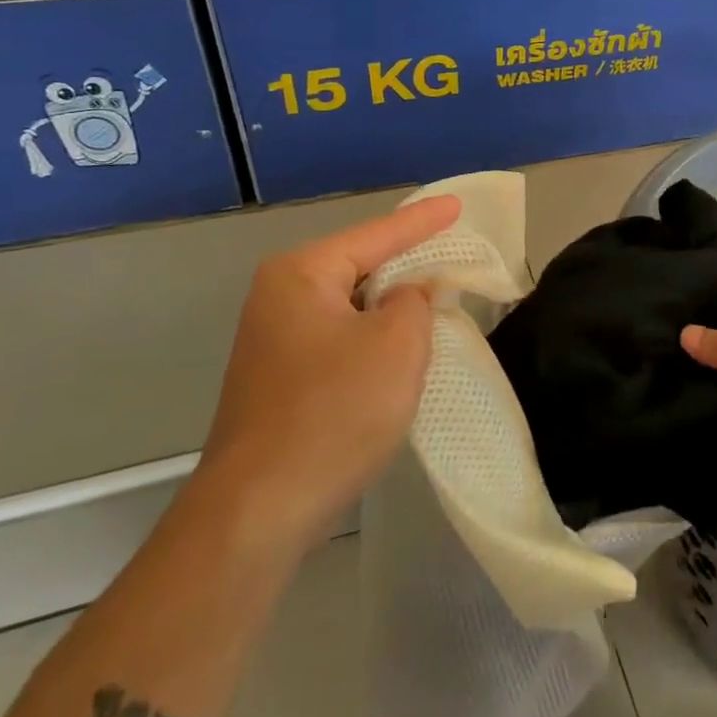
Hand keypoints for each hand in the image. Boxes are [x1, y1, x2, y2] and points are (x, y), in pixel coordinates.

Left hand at [198, 196, 461, 539]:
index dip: (423, 221)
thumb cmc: (334, 413)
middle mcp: (279, 298)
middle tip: (452, 257)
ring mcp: (274, 341)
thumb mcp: (397, 346)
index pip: (376, 235)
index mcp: (301, 275)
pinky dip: (373, 341)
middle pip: (360, 267)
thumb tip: (409, 294)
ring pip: (351, 308)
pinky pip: (340, 340)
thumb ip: (415, 302)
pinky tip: (399, 354)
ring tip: (436, 303)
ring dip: (392, 310)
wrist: (259, 511)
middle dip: (407, 265)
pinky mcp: (280, 380)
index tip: (456, 205)